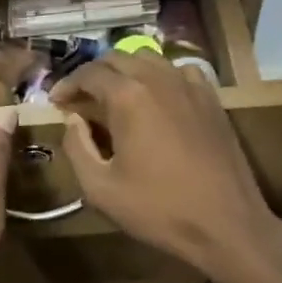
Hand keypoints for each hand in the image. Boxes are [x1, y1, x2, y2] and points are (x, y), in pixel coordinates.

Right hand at [50, 53, 281, 282]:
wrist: (225, 224)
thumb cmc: (157, 208)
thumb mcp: (100, 187)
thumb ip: (77, 147)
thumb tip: (73, 120)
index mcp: (128, 97)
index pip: (89, 74)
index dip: (67, 85)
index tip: (55, 102)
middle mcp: (159, 79)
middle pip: (117, 58)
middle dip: (93, 75)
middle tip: (79, 100)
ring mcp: (190, 86)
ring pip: (149, 60)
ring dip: (124, 72)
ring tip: (112, 97)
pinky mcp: (211, 99)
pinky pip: (179, 72)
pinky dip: (158, 77)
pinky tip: (155, 99)